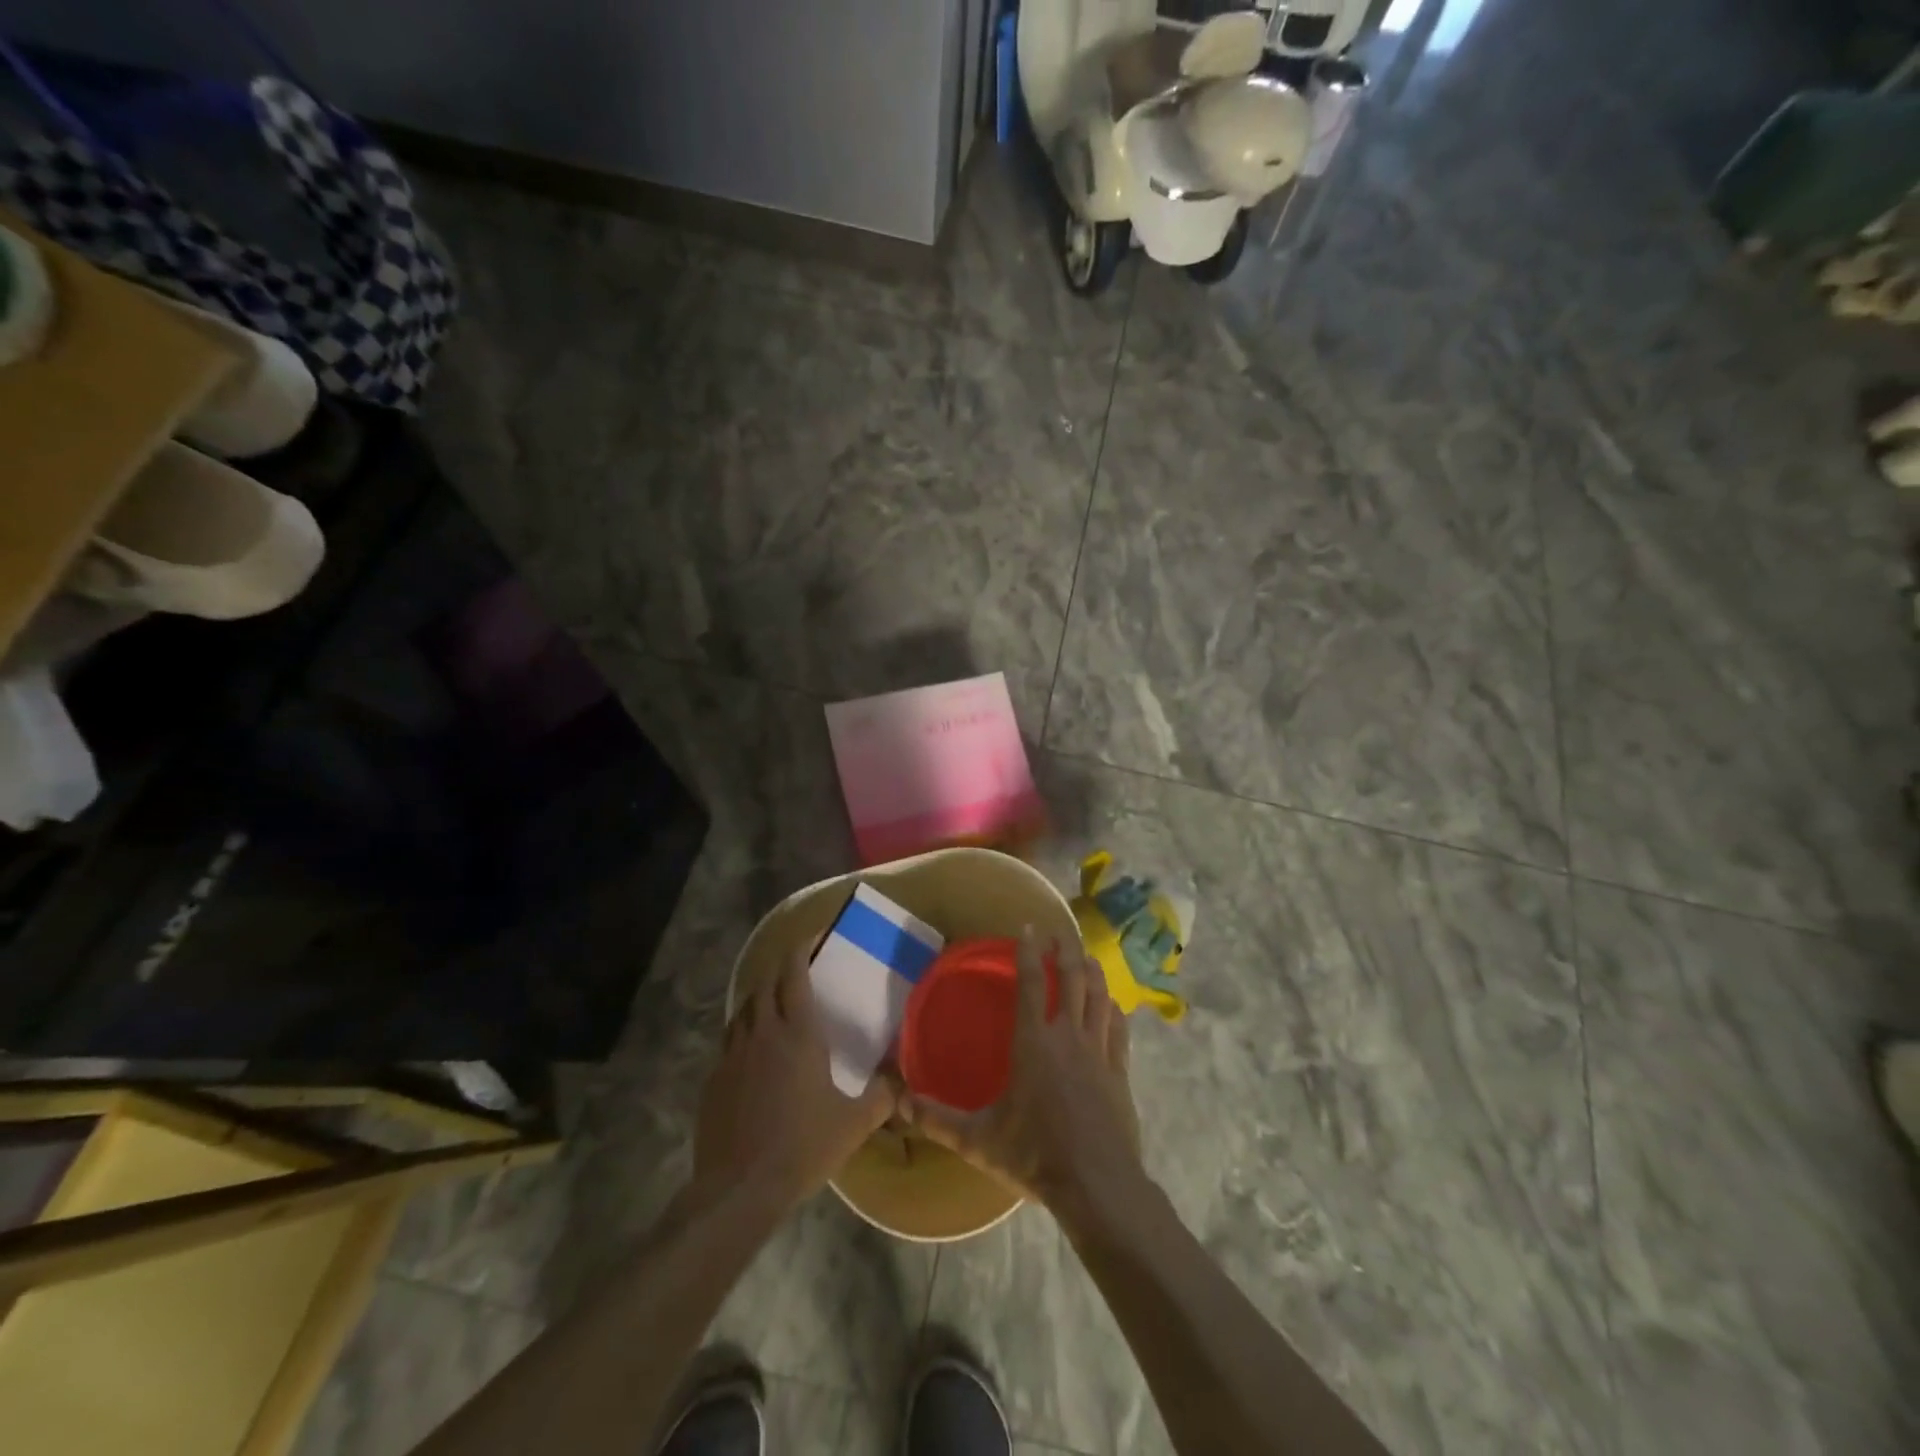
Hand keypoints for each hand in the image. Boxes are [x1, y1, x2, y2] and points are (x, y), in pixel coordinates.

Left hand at [691, 949, 896, 1214]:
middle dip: (780, 967)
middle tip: (797, 964)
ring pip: (743, 1009)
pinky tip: (753, 1051)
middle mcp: (762, 1033)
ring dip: (759, 997)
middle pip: (765, 983)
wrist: (738, 1190)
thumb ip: (882, 1096)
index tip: (812, 935)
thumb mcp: (853, 1124)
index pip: (794, 974)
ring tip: (774, 1002)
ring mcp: (732, 1055)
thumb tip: (902, 1079)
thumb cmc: (802, 1148)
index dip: (801, 948)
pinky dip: (743, 1031)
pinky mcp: (713, 1080)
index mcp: (798, 1034)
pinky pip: (729, 1041)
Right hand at [900, 925, 1143, 1216]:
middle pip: (1071, 979)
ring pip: (1099, 996)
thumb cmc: (1034, 1155)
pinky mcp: (1120, 1071)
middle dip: (1065, 950)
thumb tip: (897, 1101)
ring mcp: (1098, 1051)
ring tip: (1086, 956)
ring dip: (1092, 972)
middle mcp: (1067, 1036)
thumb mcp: (978, 1139)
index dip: (1029, 952)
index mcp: (1033, 1043)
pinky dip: (1114, 1009)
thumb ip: (937, 1118)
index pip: (1030, 984)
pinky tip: (1114, 1004)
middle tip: (1059, 932)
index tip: (1028, 927)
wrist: (1097, 1184)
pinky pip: (1119, 1029)